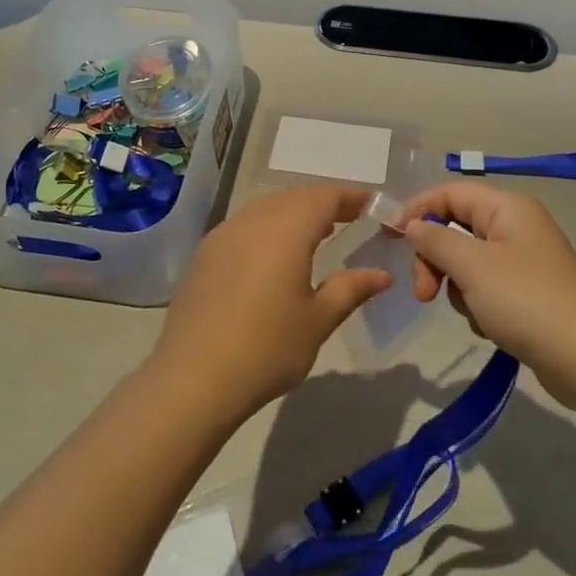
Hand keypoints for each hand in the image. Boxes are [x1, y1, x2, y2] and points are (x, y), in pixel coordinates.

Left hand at [151, 185, 391, 424]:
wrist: (193, 378)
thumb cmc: (267, 349)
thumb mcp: (317, 321)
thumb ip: (350, 289)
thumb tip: (381, 275)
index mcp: (286, 231)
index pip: (323, 197)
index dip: (348, 196)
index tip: (369, 204)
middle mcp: (252, 221)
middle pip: (293, 197)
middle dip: (322, 202)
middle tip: (348, 216)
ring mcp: (222, 235)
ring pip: (265, 208)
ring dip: (293, 211)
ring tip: (315, 231)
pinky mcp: (204, 255)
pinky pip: (243, 225)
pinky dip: (267, 226)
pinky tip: (273, 252)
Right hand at [397, 182, 575, 402]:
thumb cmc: (526, 301)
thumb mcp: (471, 266)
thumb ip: (434, 239)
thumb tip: (412, 225)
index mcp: (507, 207)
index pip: (450, 192)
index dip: (418, 210)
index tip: (391, 240)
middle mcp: (516, 226)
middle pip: (455, 227)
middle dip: (435, 259)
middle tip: (424, 293)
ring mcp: (523, 261)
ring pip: (466, 261)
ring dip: (456, 287)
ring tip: (472, 313)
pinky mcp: (527, 292)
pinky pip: (484, 287)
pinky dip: (477, 305)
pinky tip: (488, 326)